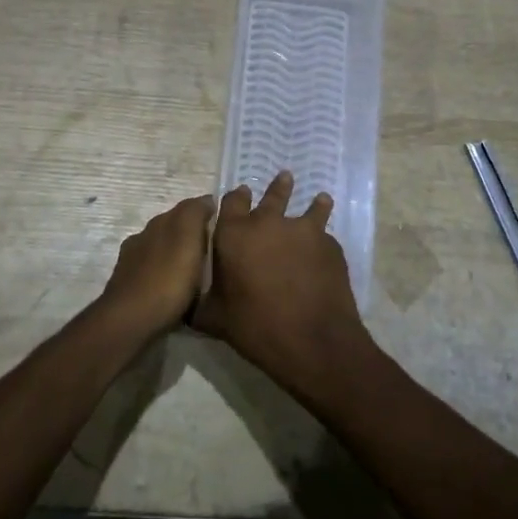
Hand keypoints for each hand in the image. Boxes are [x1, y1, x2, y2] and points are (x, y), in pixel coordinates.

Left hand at [99, 194, 215, 336]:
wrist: (131, 320)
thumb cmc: (167, 279)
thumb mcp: (187, 237)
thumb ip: (194, 213)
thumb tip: (206, 199)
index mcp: (158, 224)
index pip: (185, 209)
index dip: (205, 213)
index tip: (224, 224)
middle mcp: (142, 238)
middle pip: (171, 229)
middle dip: (190, 235)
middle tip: (215, 250)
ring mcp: (132, 264)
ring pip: (161, 252)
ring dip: (177, 257)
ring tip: (198, 272)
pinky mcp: (129, 289)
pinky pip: (154, 274)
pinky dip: (167, 276)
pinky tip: (175, 288)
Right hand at [195, 171, 373, 389]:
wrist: (310, 340)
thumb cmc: (254, 327)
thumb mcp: (214, 318)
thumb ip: (201, 302)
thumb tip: (187, 304)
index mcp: (234, 234)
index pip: (232, 202)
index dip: (236, 197)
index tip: (241, 194)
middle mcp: (268, 224)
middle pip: (273, 196)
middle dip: (278, 188)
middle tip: (284, 178)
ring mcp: (303, 232)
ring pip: (310, 209)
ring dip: (313, 203)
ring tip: (321, 198)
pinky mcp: (330, 246)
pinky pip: (324, 236)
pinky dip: (323, 240)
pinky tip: (326, 248)